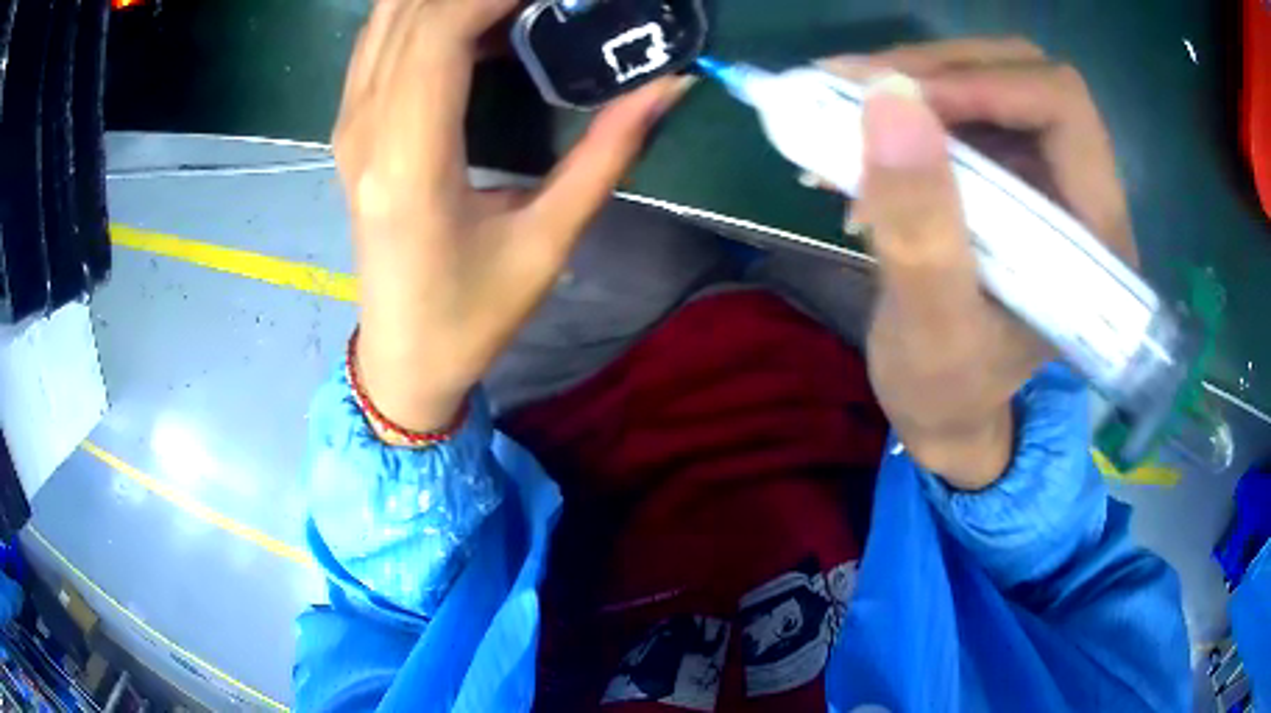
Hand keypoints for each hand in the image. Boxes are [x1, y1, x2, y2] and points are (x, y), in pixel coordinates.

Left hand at [335, 0, 689, 431]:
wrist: (401, 357)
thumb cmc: (471, 316)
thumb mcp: (547, 241)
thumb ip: (607, 154)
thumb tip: (667, 85)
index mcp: (410, 162)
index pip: (439, 33)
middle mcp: (365, 130)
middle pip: (409, 12)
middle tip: (544, 0)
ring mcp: (349, 126)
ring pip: (386, 19)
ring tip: (515, 9)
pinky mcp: (350, 129)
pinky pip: (378, 43)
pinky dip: (423, 14)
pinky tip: (474, 22)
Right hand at [819, 39, 1135, 488]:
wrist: (943, 405)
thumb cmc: (947, 388)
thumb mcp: (932, 329)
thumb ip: (920, 228)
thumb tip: (888, 103)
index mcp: (1096, 235)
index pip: (1061, 106)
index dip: (983, 84)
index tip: (898, 102)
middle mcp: (1082, 190)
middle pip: (1022, 76)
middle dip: (937, 72)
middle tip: (858, 92)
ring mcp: (1044, 175)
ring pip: (987, 80)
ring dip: (911, 85)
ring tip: (844, 112)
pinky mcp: (1008, 173)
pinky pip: (960, 107)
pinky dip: (905, 108)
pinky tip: (859, 135)